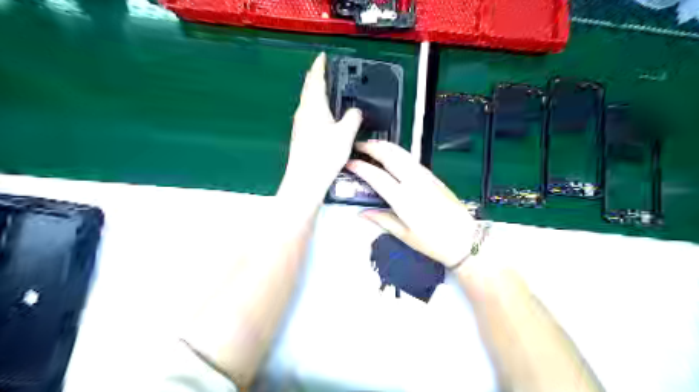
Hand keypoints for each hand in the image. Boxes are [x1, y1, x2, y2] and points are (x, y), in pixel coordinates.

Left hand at [277, 52, 363, 202]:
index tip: (322, 57)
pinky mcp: (301, 136)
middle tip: (325, 71)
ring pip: (308, 102)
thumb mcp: (345, 134)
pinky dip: (316, 108)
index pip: (315, 79)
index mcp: (313, 107)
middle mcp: (303, 113)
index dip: (319, 66)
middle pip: (309, 89)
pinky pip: (309, 114)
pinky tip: (323, 116)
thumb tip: (355, 111)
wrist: (305, 180)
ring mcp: (300, 125)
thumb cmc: (323, 156)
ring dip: (316, 93)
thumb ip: (353, 117)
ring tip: (326, 91)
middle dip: (316, 78)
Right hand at [345, 140, 480, 269]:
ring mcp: (426, 177)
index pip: (377, 176)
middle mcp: (415, 183)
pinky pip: (412, 159)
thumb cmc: (435, 242)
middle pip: (390, 157)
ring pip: (403, 154)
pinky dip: (399, 153)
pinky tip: (393, 155)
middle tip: (359, 145)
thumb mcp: (405, 235)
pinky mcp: (434, 177)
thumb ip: (382, 220)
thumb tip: (362, 213)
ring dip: (386, 146)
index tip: (349, 163)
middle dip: (372, 147)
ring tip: (373, 145)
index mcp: (404, 200)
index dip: (360, 167)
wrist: (465, 239)